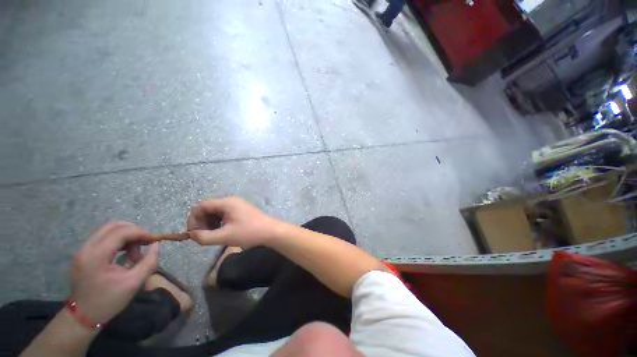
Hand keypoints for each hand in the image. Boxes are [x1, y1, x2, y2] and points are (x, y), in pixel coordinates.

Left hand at [70, 222, 158, 324]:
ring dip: (126, 237)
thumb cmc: (108, 301)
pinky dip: (118, 241)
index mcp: (96, 255)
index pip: (121, 232)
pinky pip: (103, 239)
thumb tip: (156, 245)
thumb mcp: (133, 283)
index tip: (154, 241)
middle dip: (134, 231)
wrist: (82, 317)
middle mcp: (87, 248)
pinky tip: (124, 254)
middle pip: (113, 226)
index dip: (141, 232)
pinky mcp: (84, 254)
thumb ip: (148, 262)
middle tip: (145, 243)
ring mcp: (83, 250)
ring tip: (134, 253)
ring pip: (108, 231)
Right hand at [187, 197, 282, 247]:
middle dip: (202, 222)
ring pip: (216, 212)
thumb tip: (191, 235)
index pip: (201, 206)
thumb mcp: (225, 236)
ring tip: (213, 235)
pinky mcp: (241, 211)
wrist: (271, 232)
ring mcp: (237, 205)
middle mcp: (231, 201)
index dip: (193, 219)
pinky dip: (218, 223)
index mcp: (227, 203)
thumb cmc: (249, 232)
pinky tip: (222, 232)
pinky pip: (224, 214)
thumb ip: (204, 237)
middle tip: (203, 236)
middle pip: (208, 208)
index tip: (192, 233)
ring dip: (210, 223)